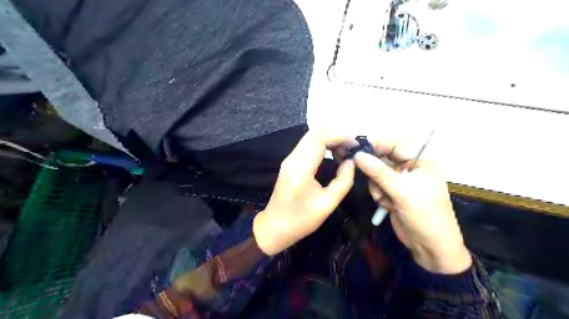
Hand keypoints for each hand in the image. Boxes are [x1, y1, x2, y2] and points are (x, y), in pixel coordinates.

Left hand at [251, 128, 354, 254]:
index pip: (319, 139)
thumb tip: (352, 162)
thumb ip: (343, 181)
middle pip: (314, 133)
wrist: (275, 227)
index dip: (339, 136)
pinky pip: (307, 145)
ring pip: (310, 137)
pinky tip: (333, 154)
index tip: (355, 145)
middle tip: (351, 147)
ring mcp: (289, 159)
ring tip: (345, 151)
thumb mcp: (328, 204)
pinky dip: (322, 144)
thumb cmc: (301, 220)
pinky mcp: (290, 162)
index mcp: (301, 169)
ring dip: (329, 138)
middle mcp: (293, 159)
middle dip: (335, 134)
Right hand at [354, 141, 471, 274]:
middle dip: (376, 172)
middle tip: (368, 177)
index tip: (359, 148)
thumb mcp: (402, 191)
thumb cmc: (424, 214)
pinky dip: (379, 196)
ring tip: (384, 199)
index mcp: (420, 164)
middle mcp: (410, 171)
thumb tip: (357, 155)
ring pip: (378, 176)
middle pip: (384, 161)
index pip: (396, 147)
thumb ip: (378, 172)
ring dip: (377, 187)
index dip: (378, 146)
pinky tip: (385, 205)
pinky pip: (379, 188)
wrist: (430, 248)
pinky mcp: (394, 196)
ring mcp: (401, 185)